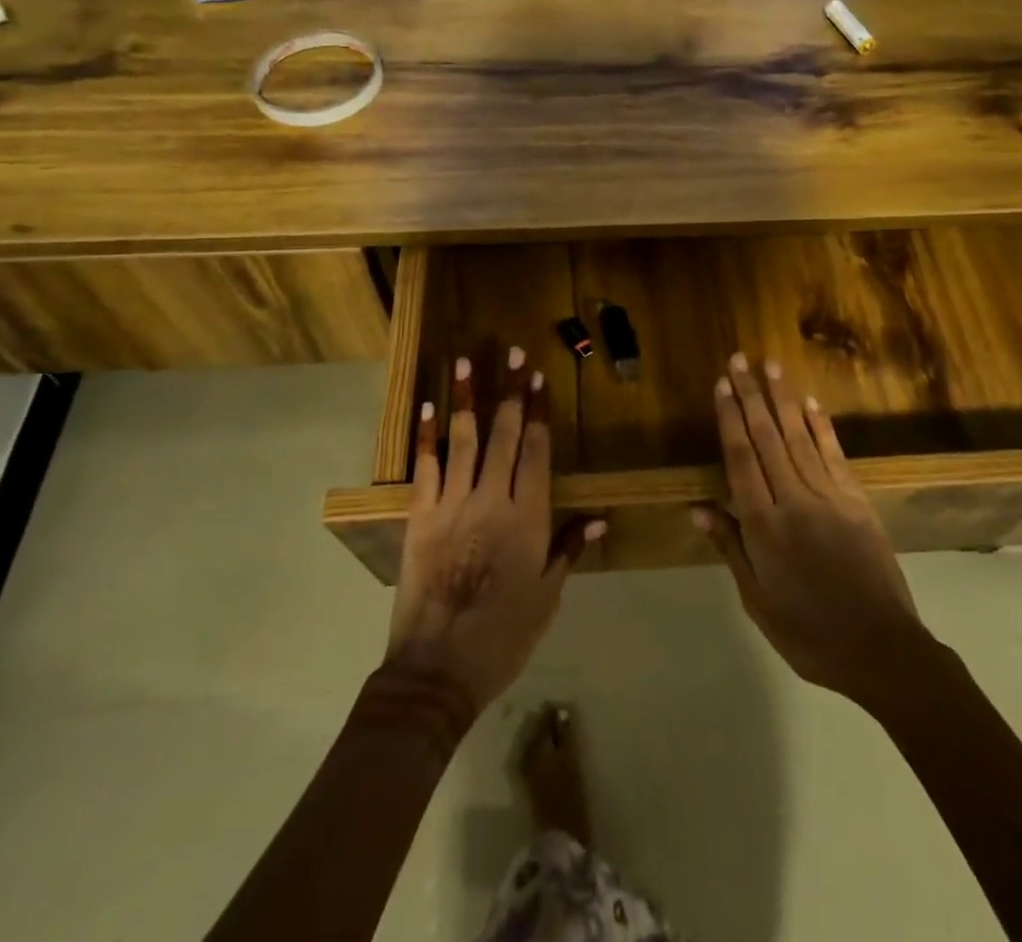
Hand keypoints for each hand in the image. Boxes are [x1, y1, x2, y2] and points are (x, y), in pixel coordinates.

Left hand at [384, 348, 602, 716]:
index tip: (539, 378)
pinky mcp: (420, 516)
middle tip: (513, 352)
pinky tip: (427, 408)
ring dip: (466, 398)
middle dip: (510, 390)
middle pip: (503, 434)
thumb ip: (570, 548)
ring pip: (463, 439)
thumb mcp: (547, 596)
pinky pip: (424, 467)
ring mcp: (452, 504)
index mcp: (529, 518)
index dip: (538, 412)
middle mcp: (493, 500)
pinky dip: (426, 436)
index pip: (536, 451)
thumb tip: (602, 517)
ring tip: (466, 361)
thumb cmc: (503, 635)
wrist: (437, 670)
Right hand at [695, 353, 932, 707]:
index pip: (741, 460)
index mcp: (764, 527)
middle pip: (767, 438)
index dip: (730, 419)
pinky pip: (834, 455)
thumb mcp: (757, 600)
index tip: (722, 385)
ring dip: (783, 399)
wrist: (881, 649)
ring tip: (769, 366)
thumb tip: (698, 509)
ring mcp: (829, 497)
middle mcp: (794, 501)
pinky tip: (810, 402)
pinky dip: (821, 425)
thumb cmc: (808, 633)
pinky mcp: (857, 500)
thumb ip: (731, 548)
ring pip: (799, 437)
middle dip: (751, 396)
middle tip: (739, 359)